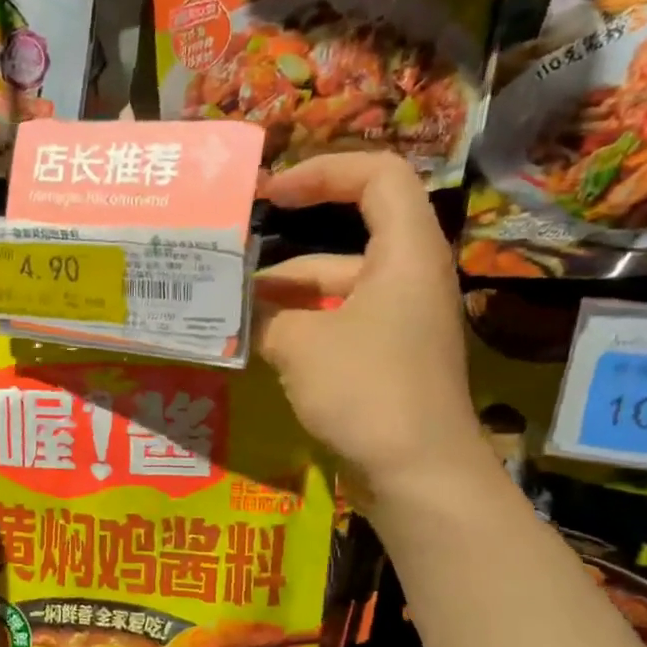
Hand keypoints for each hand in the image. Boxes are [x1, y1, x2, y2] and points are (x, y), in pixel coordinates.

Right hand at [252, 153, 485, 507]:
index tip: (270, 195)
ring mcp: (399, 322)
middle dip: (282, 258)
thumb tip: (238, 310)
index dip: (322, 172)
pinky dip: (299, 331)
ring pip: (335, 292)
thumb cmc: (367, 391)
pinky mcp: (387, 359)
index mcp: (405, 253)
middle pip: (345, 240)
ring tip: (227, 317)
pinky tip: (257, 349)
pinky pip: (338, 327)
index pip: (375, 176)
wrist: (419, 474)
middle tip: (227, 271)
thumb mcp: (300, 344)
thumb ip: (263, 316)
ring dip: (283, 302)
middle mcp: (408, 278)